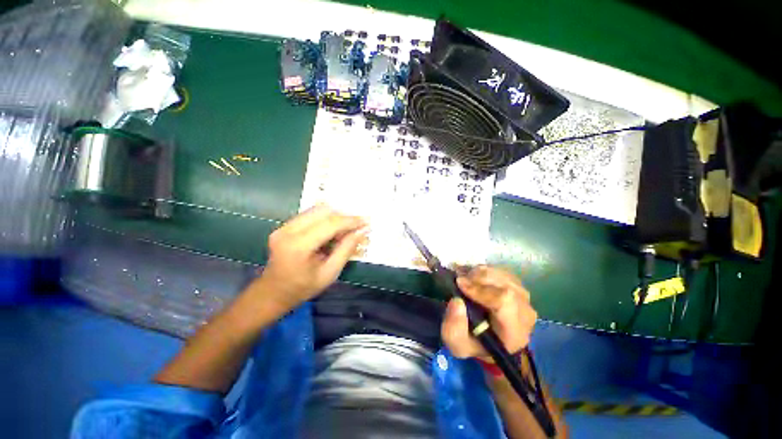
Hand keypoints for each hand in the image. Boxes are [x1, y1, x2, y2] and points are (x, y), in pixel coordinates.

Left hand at [255, 205, 367, 309]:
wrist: (272, 293)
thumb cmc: (303, 288)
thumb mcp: (330, 273)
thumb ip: (346, 249)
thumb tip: (362, 231)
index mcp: (299, 246)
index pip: (330, 224)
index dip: (351, 221)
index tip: (366, 221)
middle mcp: (288, 230)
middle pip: (323, 211)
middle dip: (343, 217)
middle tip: (356, 228)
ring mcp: (284, 226)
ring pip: (317, 210)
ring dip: (335, 217)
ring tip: (344, 231)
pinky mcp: (284, 226)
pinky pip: (310, 215)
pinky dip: (325, 220)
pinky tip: (331, 232)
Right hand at [442, 266, 536, 358]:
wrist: (490, 339)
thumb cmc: (474, 343)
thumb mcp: (457, 344)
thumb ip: (454, 328)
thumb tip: (457, 301)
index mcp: (515, 332)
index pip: (505, 302)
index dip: (480, 289)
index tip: (459, 284)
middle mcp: (526, 313)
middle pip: (504, 285)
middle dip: (477, 278)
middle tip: (459, 279)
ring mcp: (524, 296)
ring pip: (501, 274)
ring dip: (478, 273)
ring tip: (464, 279)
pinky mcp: (518, 285)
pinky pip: (500, 270)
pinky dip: (483, 270)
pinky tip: (472, 277)